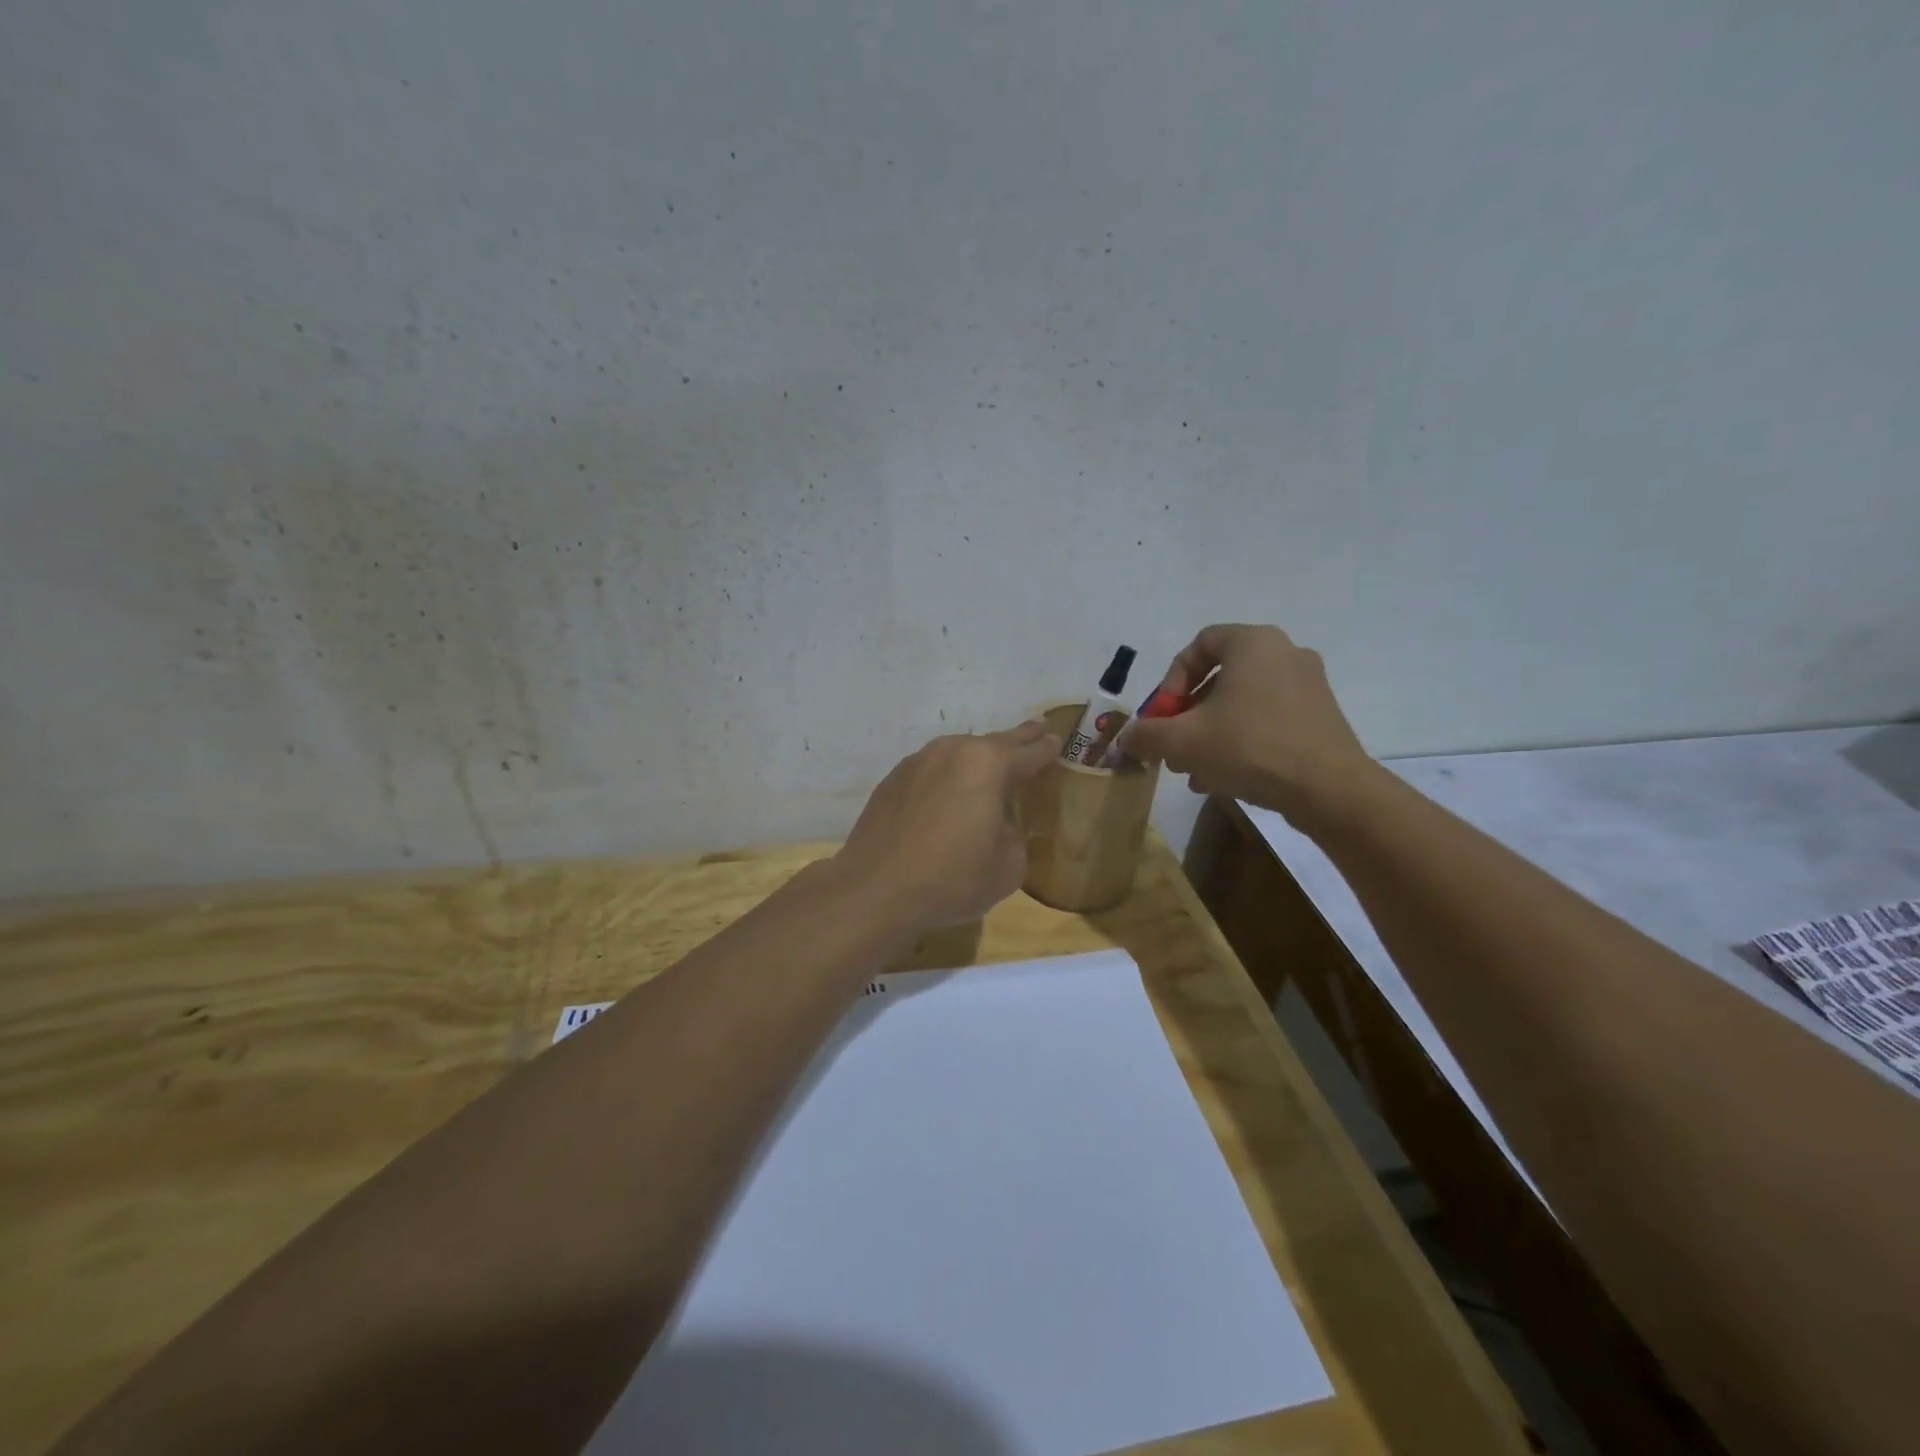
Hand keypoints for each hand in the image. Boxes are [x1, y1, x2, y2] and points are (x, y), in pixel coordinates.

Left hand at [830, 721, 1061, 934]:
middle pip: (993, 742)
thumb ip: (1014, 837)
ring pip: (957, 754)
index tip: (1056, 741)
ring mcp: (916, 762)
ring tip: (991, 767)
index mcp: (987, 764)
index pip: (1027, 753)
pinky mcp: (892, 781)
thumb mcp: (1007, 866)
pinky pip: (931, 771)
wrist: (876, 889)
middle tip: (1036, 729)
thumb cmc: (951, 878)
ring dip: (977, 759)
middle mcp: (951, 751)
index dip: (1045, 749)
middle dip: (1017, 738)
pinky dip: (946, 777)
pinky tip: (948, 794)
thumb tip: (1000, 828)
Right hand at [1120, 624, 1377, 829]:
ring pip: (1242, 703)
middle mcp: (1284, 653)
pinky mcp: (1321, 716)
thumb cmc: (1250, 747)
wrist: (1329, 789)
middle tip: (1173, 746)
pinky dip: (1241, 740)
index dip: (1172, 680)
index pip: (1199, 644)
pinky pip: (1268, 719)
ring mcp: (1308, 685)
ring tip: (1194, 769)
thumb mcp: (1182, 742)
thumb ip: (1146, 735)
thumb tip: (1126, 737)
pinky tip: (1224, 778)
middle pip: (1220, 677)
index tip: (1164, 715)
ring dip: (1210, 732)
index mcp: (1253, 643)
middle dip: (1188, 714)